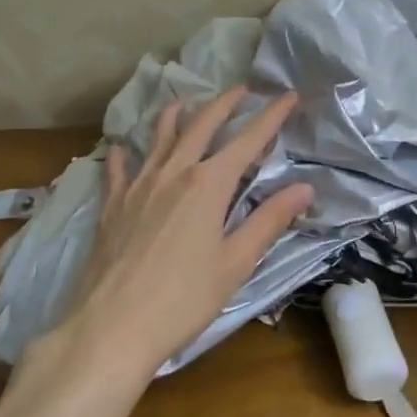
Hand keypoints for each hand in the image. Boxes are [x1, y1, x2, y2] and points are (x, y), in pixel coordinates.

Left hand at [45, 87, 312, 379]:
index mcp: (208, 185)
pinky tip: (121, 147)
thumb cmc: (183, 299)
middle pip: (201, 126)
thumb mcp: (236, 263)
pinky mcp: (111, 206)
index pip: (248, 140)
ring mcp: (138, 186)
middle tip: (241, 89)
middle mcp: (173, 173)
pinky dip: (123, 153)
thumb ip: (269, 220)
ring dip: (175, 115)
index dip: (271, 116)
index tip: (289, 96)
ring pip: (159, 137)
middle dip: (224, 104)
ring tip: (184, 100)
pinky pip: (118, 168)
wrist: (112, 327)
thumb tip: (304, 187)